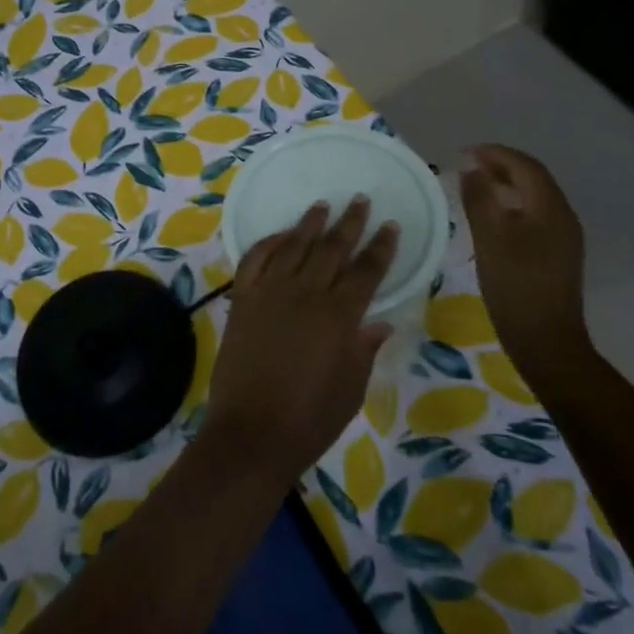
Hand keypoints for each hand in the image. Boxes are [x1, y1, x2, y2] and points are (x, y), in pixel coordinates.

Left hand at [205, 199, 399, 480]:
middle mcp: (305, 294)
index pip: (366, 271)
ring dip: (310, 224)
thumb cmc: (310, 419)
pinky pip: (254, 260)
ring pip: (293, 246)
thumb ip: (364, 349)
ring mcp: (269, 293)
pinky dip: (268, 243)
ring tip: (322, 205)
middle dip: (350, 223)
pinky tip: (280, 235)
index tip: (390, 226)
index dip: (381, 247)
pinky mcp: (242, 300)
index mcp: (339, 316)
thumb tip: (380, 323)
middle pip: (332, 248)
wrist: (251, 432)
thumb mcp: (351, 389)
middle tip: (360, 200)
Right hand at [460, 146, 591, 372]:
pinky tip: (492, 218)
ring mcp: (563, 238)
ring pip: (534, 198)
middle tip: (467, 165)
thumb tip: (472, 169)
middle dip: (501, 166)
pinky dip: (512, 206)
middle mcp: (563, 217)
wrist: (546, 341)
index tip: (464, 153)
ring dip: (506, 185)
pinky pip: (534, 216)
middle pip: (533, 179)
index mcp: (550, 208)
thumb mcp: (489, 238)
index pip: (525, 166)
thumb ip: (480, 198)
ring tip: (476, 186)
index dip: (495, 153)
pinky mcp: (557, 256)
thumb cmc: (515, 286)